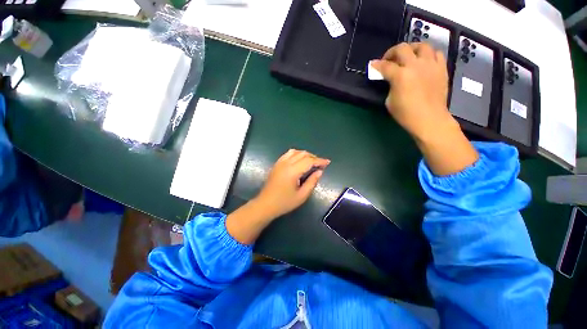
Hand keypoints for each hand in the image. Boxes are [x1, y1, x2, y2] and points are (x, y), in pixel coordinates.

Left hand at [254, 149, 329, 219]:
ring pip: (295, 152)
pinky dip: (296, 154)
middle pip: (303, 154)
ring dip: (305, 154)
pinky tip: (299, 160)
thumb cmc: (284, 202)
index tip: (327, 162)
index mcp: (292, 171)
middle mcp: (286, 163)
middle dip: (314, 157)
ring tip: (311, 161)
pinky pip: (288, 154)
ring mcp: (280, 163)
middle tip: (320, 164)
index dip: (320, 161)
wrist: (265, 204)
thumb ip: (312, 182)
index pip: (309, 161)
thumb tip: (319, 172)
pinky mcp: (276, 164)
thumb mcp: (301, 196)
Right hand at [370, 42, 454, 140]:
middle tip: (388, 59)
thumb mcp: (389, 102)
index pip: (385, 66)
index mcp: (400, 76)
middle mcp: (415, 65)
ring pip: (421, 45)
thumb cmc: (406, 114)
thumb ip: (390, 86)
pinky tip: (424, 61)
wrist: (429, 119)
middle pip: (402, 48)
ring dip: (411, 48)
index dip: (376, 65)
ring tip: (408, 56)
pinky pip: (436, 53)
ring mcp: (430, 65)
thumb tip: (391, 80)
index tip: (372, 64)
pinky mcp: (441, 68)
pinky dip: (428, 54)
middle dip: (391, 52)